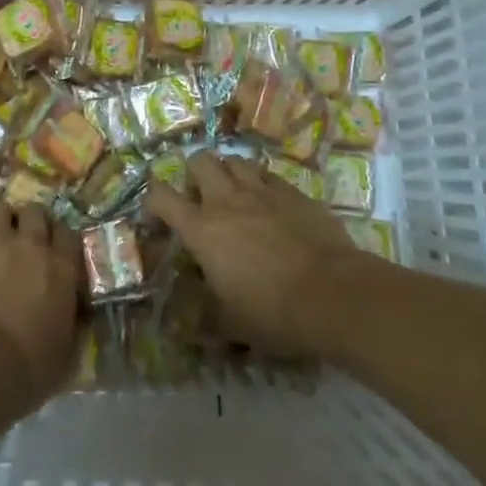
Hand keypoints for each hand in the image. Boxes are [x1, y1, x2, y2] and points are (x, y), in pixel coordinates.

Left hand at [0, 201, 80, 421]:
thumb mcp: (65, 357)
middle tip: (19, 240)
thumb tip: (78, 318)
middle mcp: (30, 244)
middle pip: (34, 212)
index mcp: (61, 269)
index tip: (52, 252)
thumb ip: (73, 329)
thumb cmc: (25, 369)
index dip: (59, 240)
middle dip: (27, 222)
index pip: (68, 235)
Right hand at [145, 151, 359, 357]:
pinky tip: (270, 204)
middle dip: (194, 173)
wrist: (333, 295)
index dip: (152, 199)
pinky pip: (269, 175)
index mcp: (201, 230)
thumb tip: (182, 325)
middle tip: (201, 197)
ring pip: (235, 160)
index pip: (161, 196)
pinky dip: (262, 184)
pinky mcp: (294, 192)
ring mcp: (262, 191)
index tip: (157, 216)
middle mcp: (226, 200)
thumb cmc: (272, 312)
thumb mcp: (229, 324)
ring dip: (228, 173)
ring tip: (235, 194)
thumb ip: (203, 315)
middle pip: (199, 160)